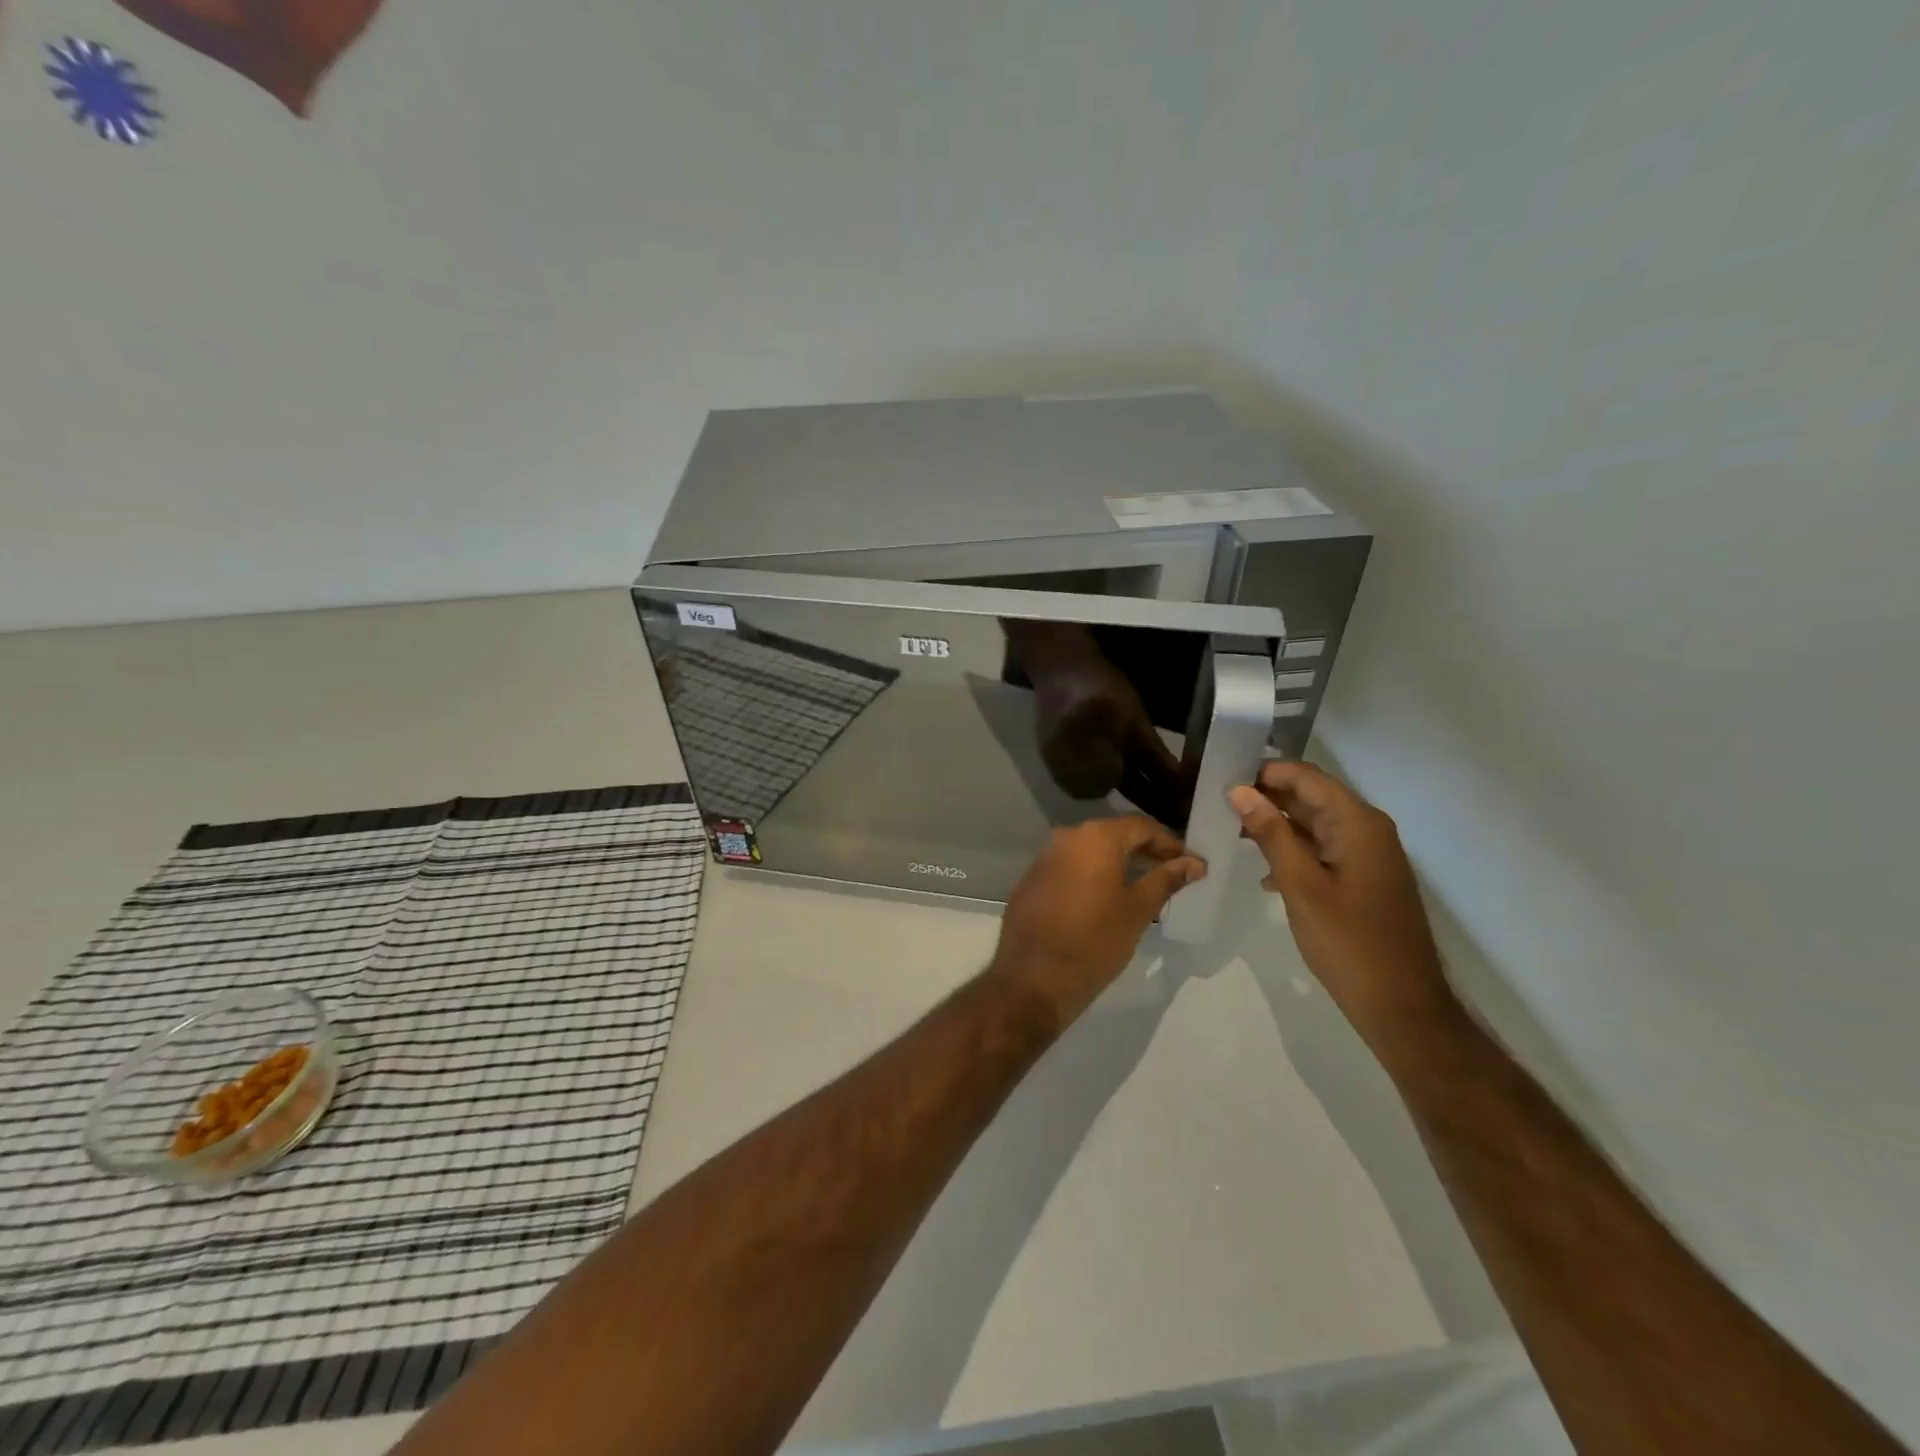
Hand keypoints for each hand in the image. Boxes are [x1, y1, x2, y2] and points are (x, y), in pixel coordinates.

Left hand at [990, 817, 1204, 1026]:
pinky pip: (1071, 867)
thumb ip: (1166, 880)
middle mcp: (1066, 837)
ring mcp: (1045, 857)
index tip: (1191, 865)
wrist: (1033, 978)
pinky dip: (1093, 875)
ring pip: (1091, 851)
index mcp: (1095, 837)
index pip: (1142, 827)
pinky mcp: (1032, 879)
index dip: (1170, 844)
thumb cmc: (1095, 941)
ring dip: (1119, 864)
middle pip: (1115, 835)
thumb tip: (1194, 863)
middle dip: (1146, 852)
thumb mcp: (1138, 910)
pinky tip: (1108, 898)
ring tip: (1145, 886)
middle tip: (1173, 874)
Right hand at [1229, 762, 1451, 1044]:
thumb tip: (1240, 790)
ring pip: (1315, 825)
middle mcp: (1367, 830)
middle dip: (1266, 797)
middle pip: (1311, 797)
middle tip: (1219, 806)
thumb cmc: (1349, 943)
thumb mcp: (1301, 885)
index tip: (1221, 780)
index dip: (1264, 773)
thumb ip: (1271, 834)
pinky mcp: (1364, 879)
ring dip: (1276, 826)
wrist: (1402, 1006)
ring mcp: (1368, 856)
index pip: (1306, 777)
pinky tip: (1264, 873)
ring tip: (1232, 834)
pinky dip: (1294, 852)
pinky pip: (1324, 850)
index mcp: (1358, 823)